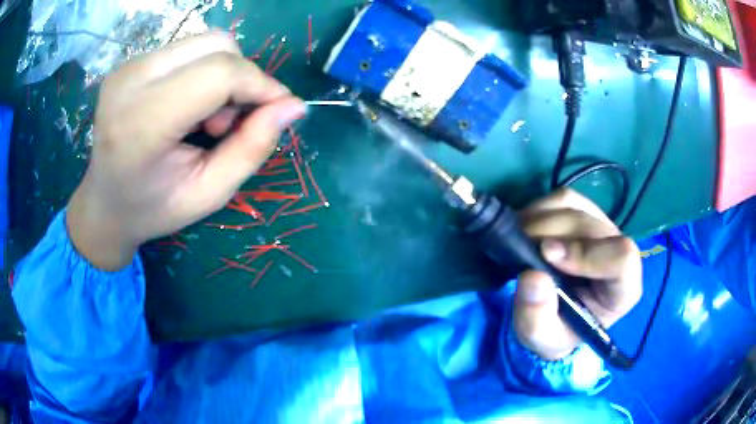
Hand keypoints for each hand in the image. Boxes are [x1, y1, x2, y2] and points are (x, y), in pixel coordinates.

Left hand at [67, 32, 305, 270]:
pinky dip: (203, 71)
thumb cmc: (154, 207)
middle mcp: (132, 81)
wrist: (104, 203)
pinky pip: (188, 49)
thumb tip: (294, 106)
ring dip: (223, 73)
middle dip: (241, 78)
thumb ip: (252, 148)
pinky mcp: (131, 61)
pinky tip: (188, 104)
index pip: (219, 73)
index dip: (260, 85)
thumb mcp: (209, 193)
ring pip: (206, 41)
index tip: (277, 110)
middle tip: (227, 123)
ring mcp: (128, 66)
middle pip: (216, 46)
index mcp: (143, 122)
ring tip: (205, 117)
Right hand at [513, 189, 642, 360]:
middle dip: (552, 232)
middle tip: (518, 247)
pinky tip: (524, 229)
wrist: (552, 318)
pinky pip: (563, 199)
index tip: (547, 255)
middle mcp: (617, 252)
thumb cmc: (555, 331)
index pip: (622, 258)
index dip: (586, 252)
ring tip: (518, 239)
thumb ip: (537, 318)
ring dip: (542, 218)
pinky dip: (539, 209)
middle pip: (592, 226)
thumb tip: (533, 276)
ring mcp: (601, 229)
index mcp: (622, 289)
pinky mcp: (583, 214)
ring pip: (577, 207)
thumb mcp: (540, 339)